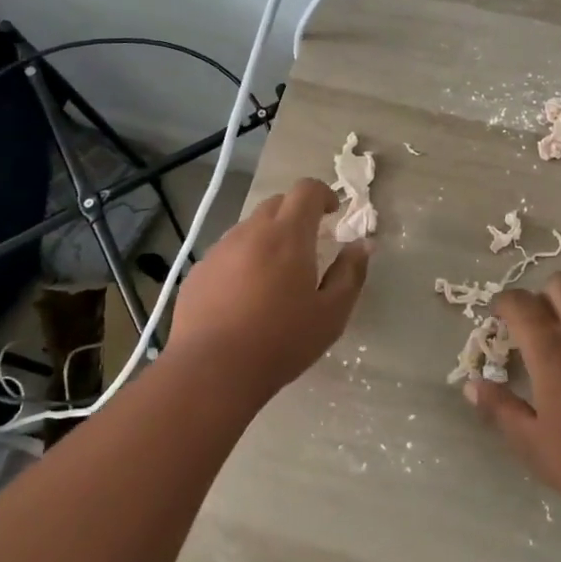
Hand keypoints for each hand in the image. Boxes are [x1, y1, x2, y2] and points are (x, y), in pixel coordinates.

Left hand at [167, 177, 369, 402]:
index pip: (306, 190)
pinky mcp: (198, 272)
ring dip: (268, 238)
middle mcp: (251, 232)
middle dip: (296, 215)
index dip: (323, 194)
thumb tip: (362, 244)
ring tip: (275, 275)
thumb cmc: (281, 341)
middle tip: (309, 245)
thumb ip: (350, 273)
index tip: (332, 214)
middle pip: (277, 204)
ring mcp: (219, 250)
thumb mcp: (332, 313)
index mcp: (288, 235)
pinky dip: (242, 260)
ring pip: (249, 228)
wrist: (211, 371)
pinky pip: (226, 253)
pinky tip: (244, 296)